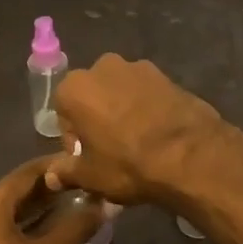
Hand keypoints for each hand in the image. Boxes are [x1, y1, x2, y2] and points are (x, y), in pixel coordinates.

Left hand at [0, 158, 103, 243]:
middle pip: (16, 188)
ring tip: (74, 202)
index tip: (85, 162)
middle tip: (85, 183)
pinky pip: (0, 226)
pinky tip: (49, 228)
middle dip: (51, 186)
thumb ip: (77, 225)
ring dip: (39, 205)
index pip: (27, 171)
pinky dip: (24, 222)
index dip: (58, 165)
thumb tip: (105, 203)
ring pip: (8, 208)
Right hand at [46, 53, 229, 205]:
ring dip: (122, 110)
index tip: (87, 159)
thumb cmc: (128, 164)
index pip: (63, 114)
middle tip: (110, 150)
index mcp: (75, 87)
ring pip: (119, 92)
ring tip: (137, 142)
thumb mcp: (90, 176)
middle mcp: (103, 67)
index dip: (74, 140)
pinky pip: (146, 92)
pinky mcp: (166, 75)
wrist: (191, 154)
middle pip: (91, 96)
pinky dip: (146, 107)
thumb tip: (51, 176)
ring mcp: (138, 67)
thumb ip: (65, 172)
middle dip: (96, 119)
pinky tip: (157, 133)